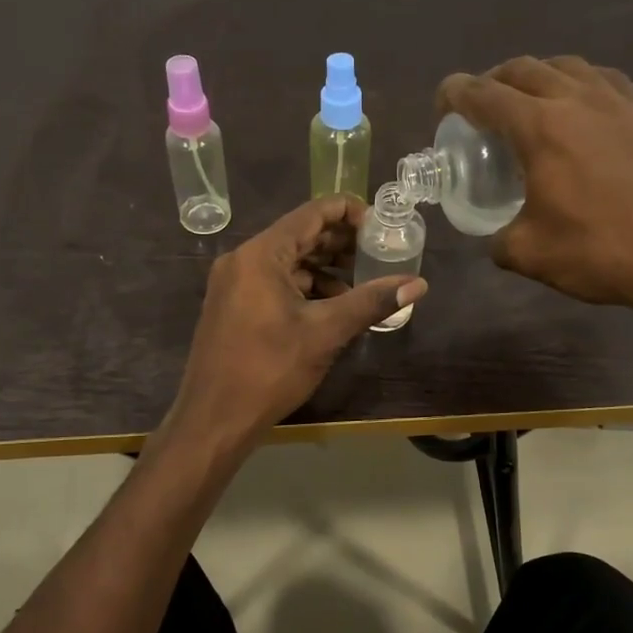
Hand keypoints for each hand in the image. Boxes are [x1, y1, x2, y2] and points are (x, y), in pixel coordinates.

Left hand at [168, 196, 427, 444]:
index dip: (351, 213)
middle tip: (380, 254)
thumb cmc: (269, 369)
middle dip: (342, 243)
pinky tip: (333, 305)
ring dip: (325, 268)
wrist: (214, 419)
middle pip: (300, 235)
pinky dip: (305, 287)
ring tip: (363, 282)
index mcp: (261, 254)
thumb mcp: (325, 333)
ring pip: (288, 261)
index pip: (312, 213)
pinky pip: (275, 282)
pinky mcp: (234, 305)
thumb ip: (371, 302)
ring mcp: (234, 283)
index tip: (383, 226)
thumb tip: (419, 283)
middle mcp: (243, 259)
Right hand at [437, 56, 632, 345]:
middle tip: (482, 107)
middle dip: (494, 80)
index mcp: (541, 127)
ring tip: (531, 102)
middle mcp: (578, 100)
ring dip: (539, 76)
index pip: (485, 95)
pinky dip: (580, 86)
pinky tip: (583, 113)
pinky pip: (605, 82)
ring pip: (569, 66)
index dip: (455, 93)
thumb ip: (501, 241)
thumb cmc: (605, 252)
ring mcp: (621, 103)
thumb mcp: (532, 255)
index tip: (442, 102)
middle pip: (525, 69)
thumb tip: (499, 238)